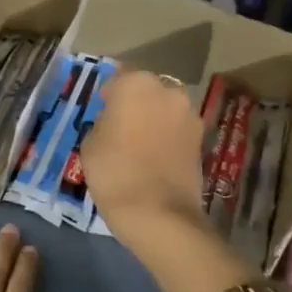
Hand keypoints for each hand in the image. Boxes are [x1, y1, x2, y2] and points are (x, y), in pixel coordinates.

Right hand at [81, 69, 206, 237]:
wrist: (158, 214)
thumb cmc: (114, 171)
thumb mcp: (90, 142)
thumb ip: (103, 121)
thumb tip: (114, 121)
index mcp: (136, 84)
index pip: (118, 77)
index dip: (108, 94)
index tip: (101, 110)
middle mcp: (168, 91)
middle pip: (146, 90)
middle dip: (135, 103)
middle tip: (120, 126)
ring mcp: (189, 116)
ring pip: (164, 109)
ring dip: (153, 119)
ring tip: (138, 144)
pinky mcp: (201, 140)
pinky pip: (176, 130)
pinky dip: (166, 137)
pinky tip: (153, 157)